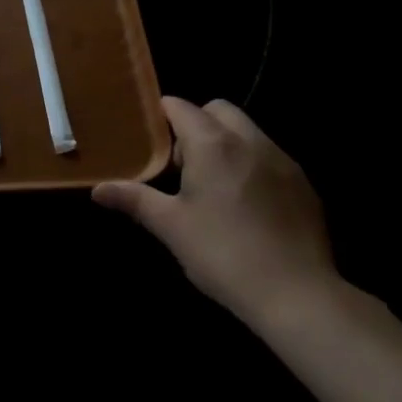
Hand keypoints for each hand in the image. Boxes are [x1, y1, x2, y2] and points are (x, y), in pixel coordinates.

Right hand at [93, 98, 339, 333]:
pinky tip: (246, 205)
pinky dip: (251, 164)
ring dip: (225, 142)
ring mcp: (282, 160)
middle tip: (181, 165)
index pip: (180, 106)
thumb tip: (98, 189)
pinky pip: (269, 156)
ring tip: (213, 186)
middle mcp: (250, 140)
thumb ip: (134, 199)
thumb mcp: (171, 227)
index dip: (161, 117)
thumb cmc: (223, 254)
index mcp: (212, 143)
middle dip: (196, 124)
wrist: (297, 295)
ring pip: (247, 131)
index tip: (148, 141)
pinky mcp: (304, 183)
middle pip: (217, 110)